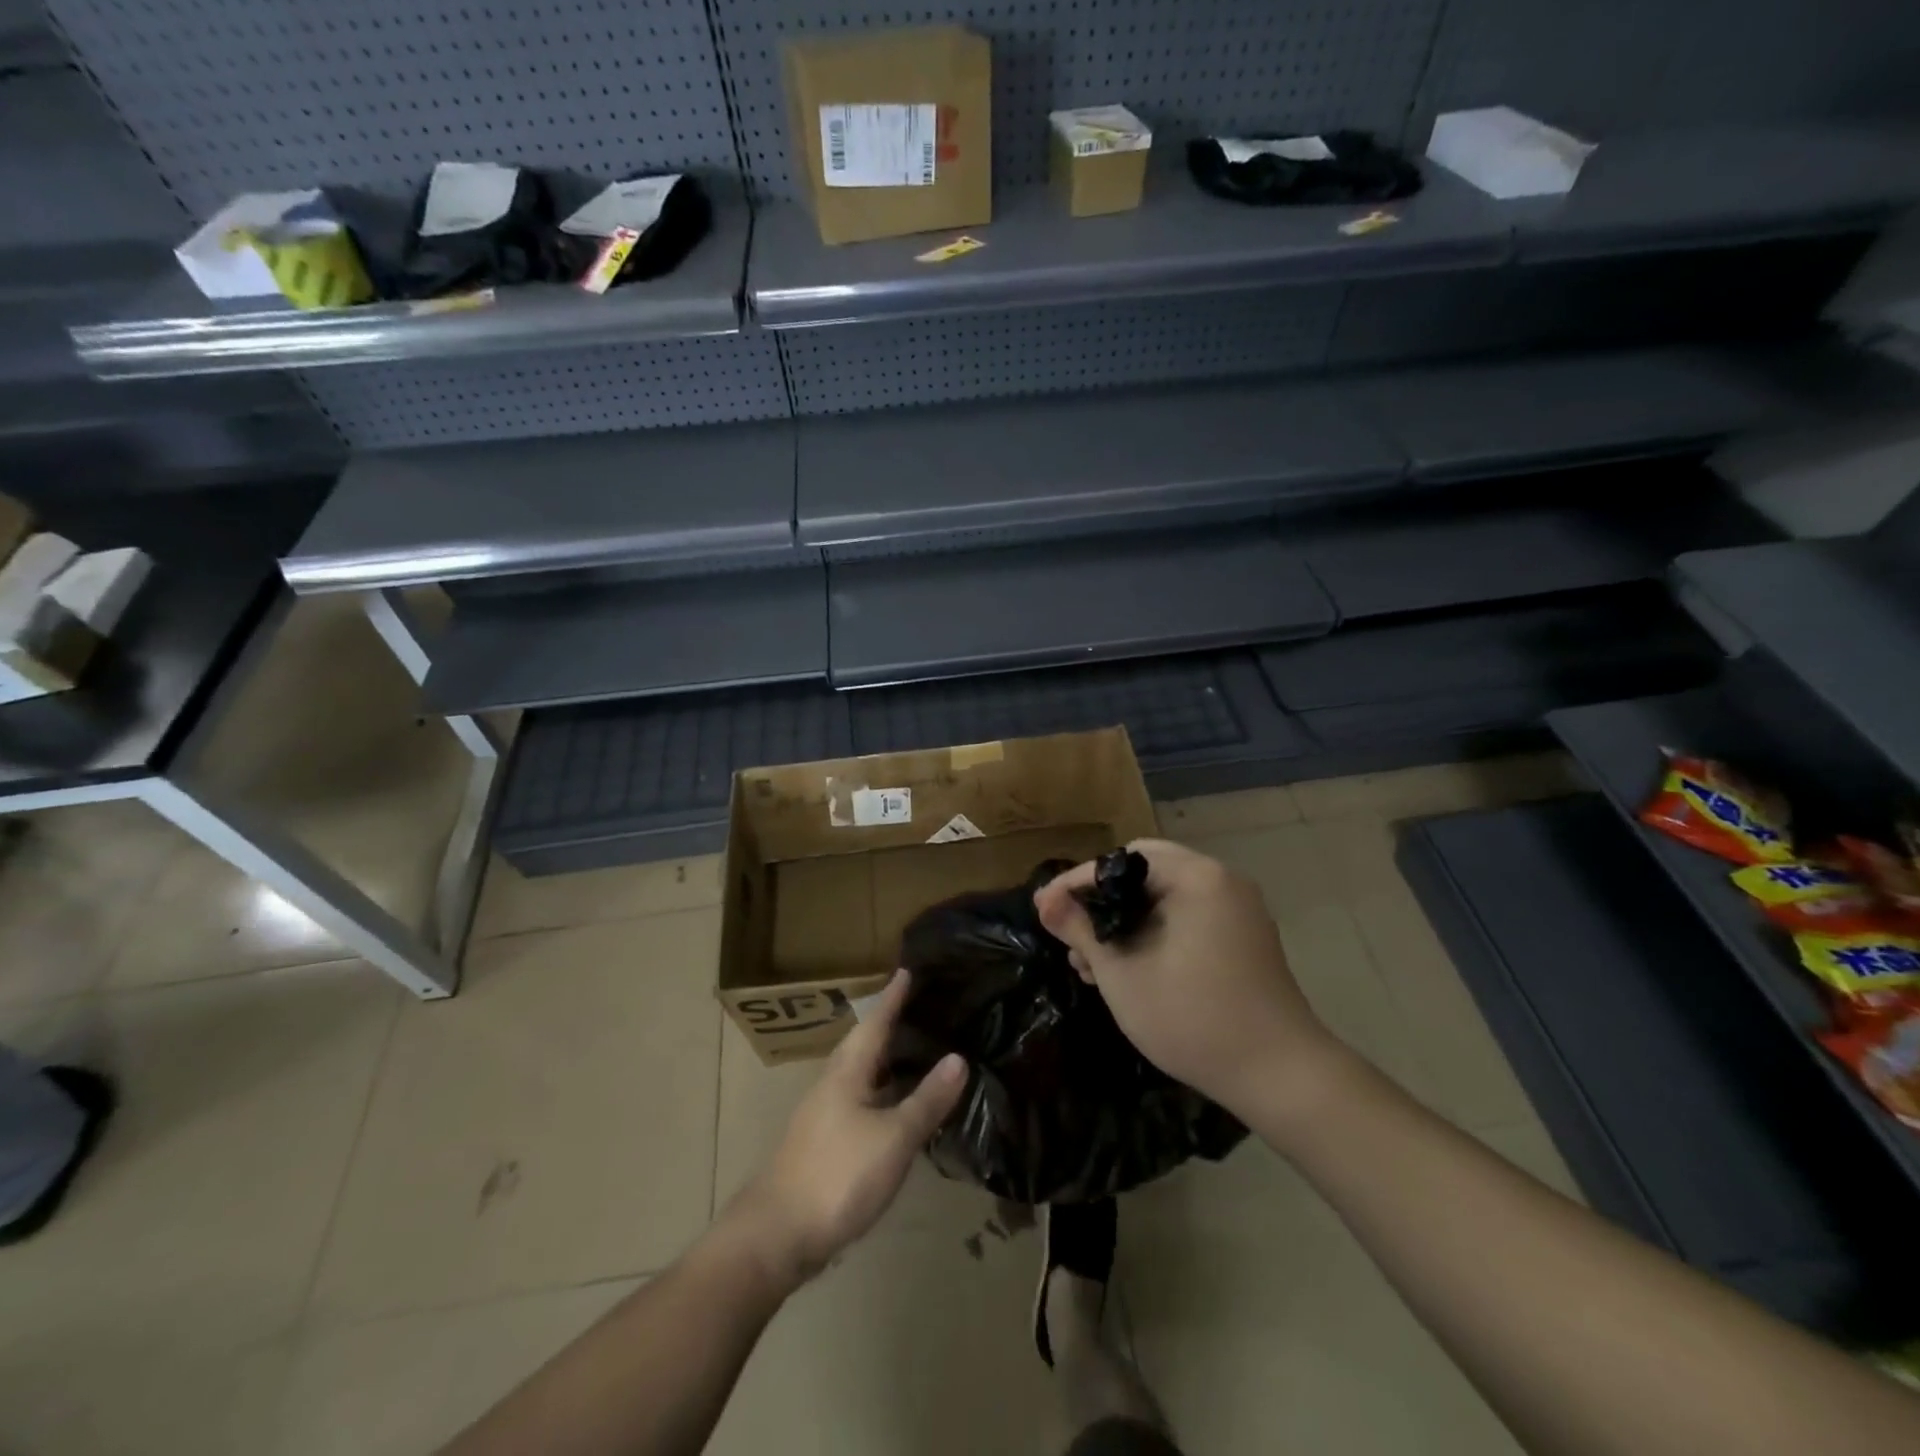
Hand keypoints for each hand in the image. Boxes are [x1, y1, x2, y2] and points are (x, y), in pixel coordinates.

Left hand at [726, 970, 967, 1288]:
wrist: (775, 1236)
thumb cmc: (837, 1175)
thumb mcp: (893, 1138)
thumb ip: (926, 1100)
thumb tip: (958, 1058)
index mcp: (848, 1070)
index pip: (876, 1021)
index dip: (894, 996)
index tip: (908, 968)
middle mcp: (835, 1082)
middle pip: (867, 1043)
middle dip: (892, 1023)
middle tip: (924, 1005)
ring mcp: (827, 1114)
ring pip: (863, 1072)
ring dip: (888, 1058)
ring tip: (919, 1048)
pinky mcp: (827, 1141)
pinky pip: (862, 1099)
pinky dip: (884, 1090)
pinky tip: (900, 1104)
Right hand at [1034, 838, 1343, 1120]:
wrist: (1281, 1076)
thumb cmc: (1193, 1018)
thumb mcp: (1123, 974)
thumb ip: (1080, 930)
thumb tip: (1045, 902)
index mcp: (1196, 877)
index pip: (1121, 861)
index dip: (1075, 883)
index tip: (1043, 908)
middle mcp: (1221, 881)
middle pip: (1144, 873)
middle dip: (1101, 902)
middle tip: (1069, 932)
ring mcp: (1237, 909)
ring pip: (1164, 898)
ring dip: (1125, 920)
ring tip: (1090, 962)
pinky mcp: (1244, 937)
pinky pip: (1187, 917)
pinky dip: (1153, 933)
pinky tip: (1128, 968)